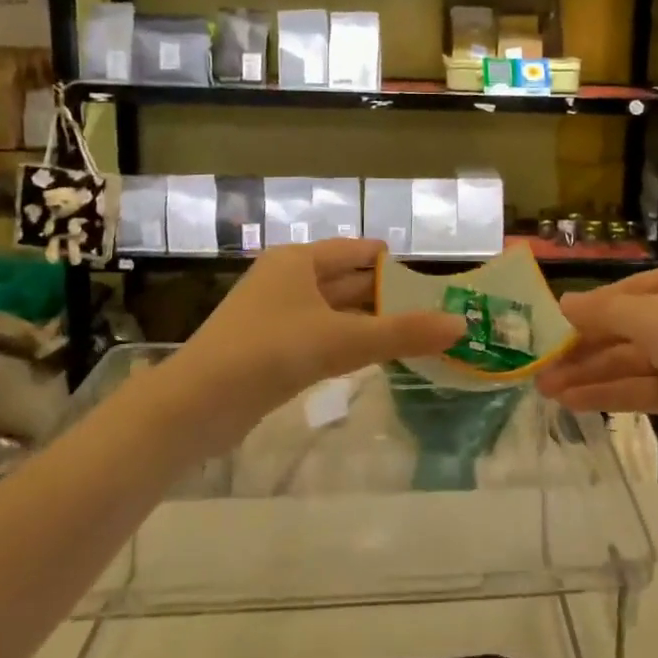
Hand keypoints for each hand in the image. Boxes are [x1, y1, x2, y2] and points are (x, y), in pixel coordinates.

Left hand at [160, 239, 463, 453]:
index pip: (357, 251)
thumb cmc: (269, 353)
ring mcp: (275, 314)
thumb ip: (402, 333)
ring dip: (368, 322)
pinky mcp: (269, 348)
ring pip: (334, 311)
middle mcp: (287, 279)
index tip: (430, 278)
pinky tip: (372, 358)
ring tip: (412, 334)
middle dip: (387, 295)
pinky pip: (320, 336)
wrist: (196, 405)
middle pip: (347, 281)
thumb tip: (461, 325)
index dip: (393, 262)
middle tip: (432, 310)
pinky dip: (347, 342)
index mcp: (299, 261)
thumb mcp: (342, 340)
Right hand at [537, 262, 657, 466]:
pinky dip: (614, 394)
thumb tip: (563, 302)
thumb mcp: (657, 320)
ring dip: (591, 375)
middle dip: (583, 350)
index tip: (546, 332)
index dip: (585, 313)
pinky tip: (577, 403)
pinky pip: (647, 387)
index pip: (624, 293)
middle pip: (626, 329)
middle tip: (538, 370)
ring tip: (548, 392)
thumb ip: (606, 311)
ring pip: (633, 362)